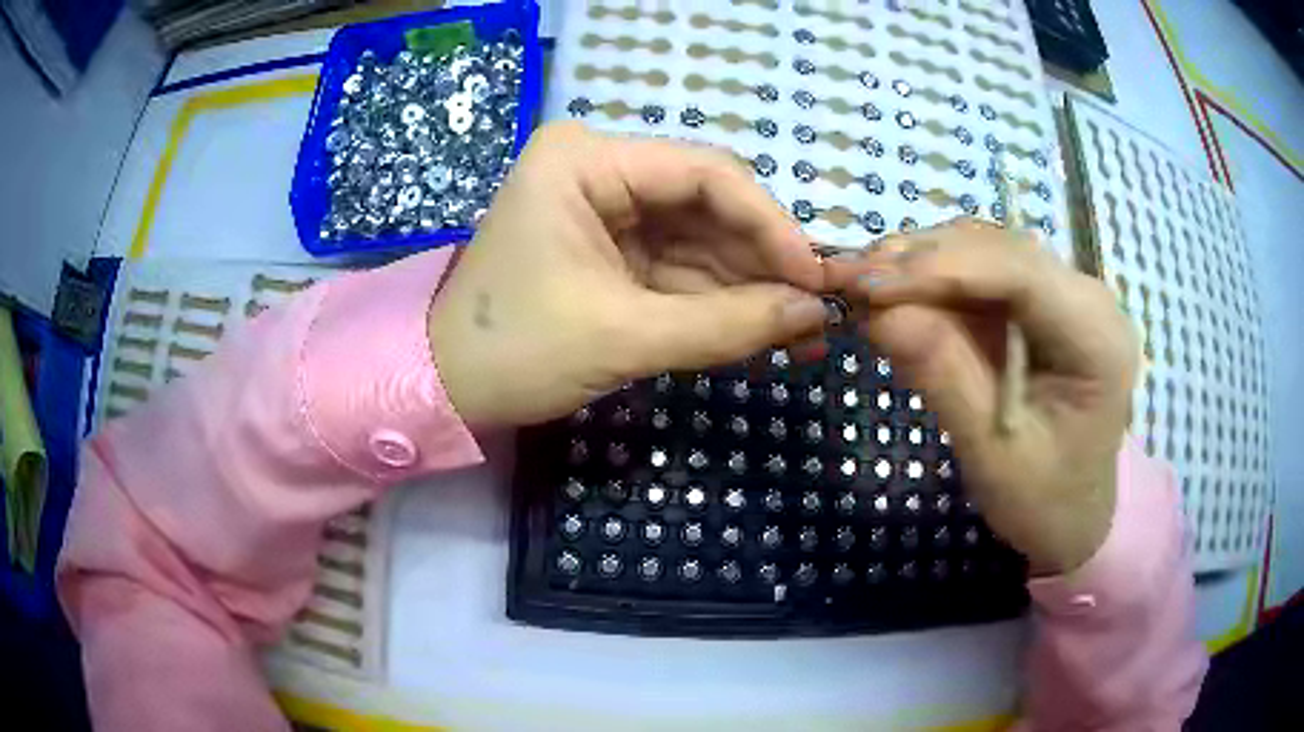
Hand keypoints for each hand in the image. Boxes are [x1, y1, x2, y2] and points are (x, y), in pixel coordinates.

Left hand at [429, 122, 827, 427]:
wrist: (445, 388)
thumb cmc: (513, 350)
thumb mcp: (622, 336)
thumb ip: (725, 324)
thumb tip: (813, 314)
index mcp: (585, 160)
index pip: (704, 173)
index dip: (771, 224)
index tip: (815, 277)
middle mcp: (600, 171)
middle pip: (709, 206)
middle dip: (764, 262)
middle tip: (817, 311)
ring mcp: (608, 212)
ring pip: (702, 242)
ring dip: (751, 288)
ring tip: (803, 334)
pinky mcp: (613, 253)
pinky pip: (681, 270)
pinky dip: (720, 303)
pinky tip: (764, 332)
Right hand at [825, 219, 1138, 574]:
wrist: (1072, 518)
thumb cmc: (1041, 501)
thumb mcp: (989, 452)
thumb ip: (942, 374)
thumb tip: (877, 312)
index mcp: (1097, 339)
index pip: (1020, 273)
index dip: (942, 267)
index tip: (868, 283)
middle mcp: (1090, 299)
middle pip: (1001, 251)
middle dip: (925, 260)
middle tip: (851, 279)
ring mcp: (1068, 295)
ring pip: (988, 252)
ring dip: (925, 263)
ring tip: (866, 284)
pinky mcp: (1044, 303)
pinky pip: (986, 274)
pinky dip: (937, 281)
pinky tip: (898, 293)